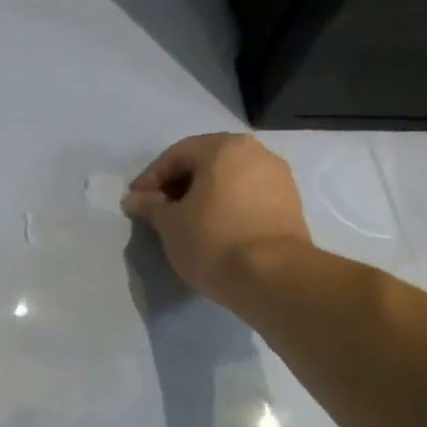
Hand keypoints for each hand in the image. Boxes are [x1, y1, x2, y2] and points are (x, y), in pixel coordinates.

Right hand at [122, 133, 312, 301]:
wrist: (274, 278)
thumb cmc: (213, 240)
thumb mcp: (170, 224)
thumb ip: (150, 205)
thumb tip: (134, 199)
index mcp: (224, 148)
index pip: (176, 155)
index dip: (151, 178)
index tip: (136, 201)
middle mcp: (256, 153)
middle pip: (206, 163)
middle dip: (179, 185)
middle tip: (158, 210)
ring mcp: (279, 178)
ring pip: (229, 180)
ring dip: (203, 196)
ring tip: (185, 222)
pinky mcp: (291, 204)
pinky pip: (248, 196)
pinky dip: (226, 206)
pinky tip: (213, 229)